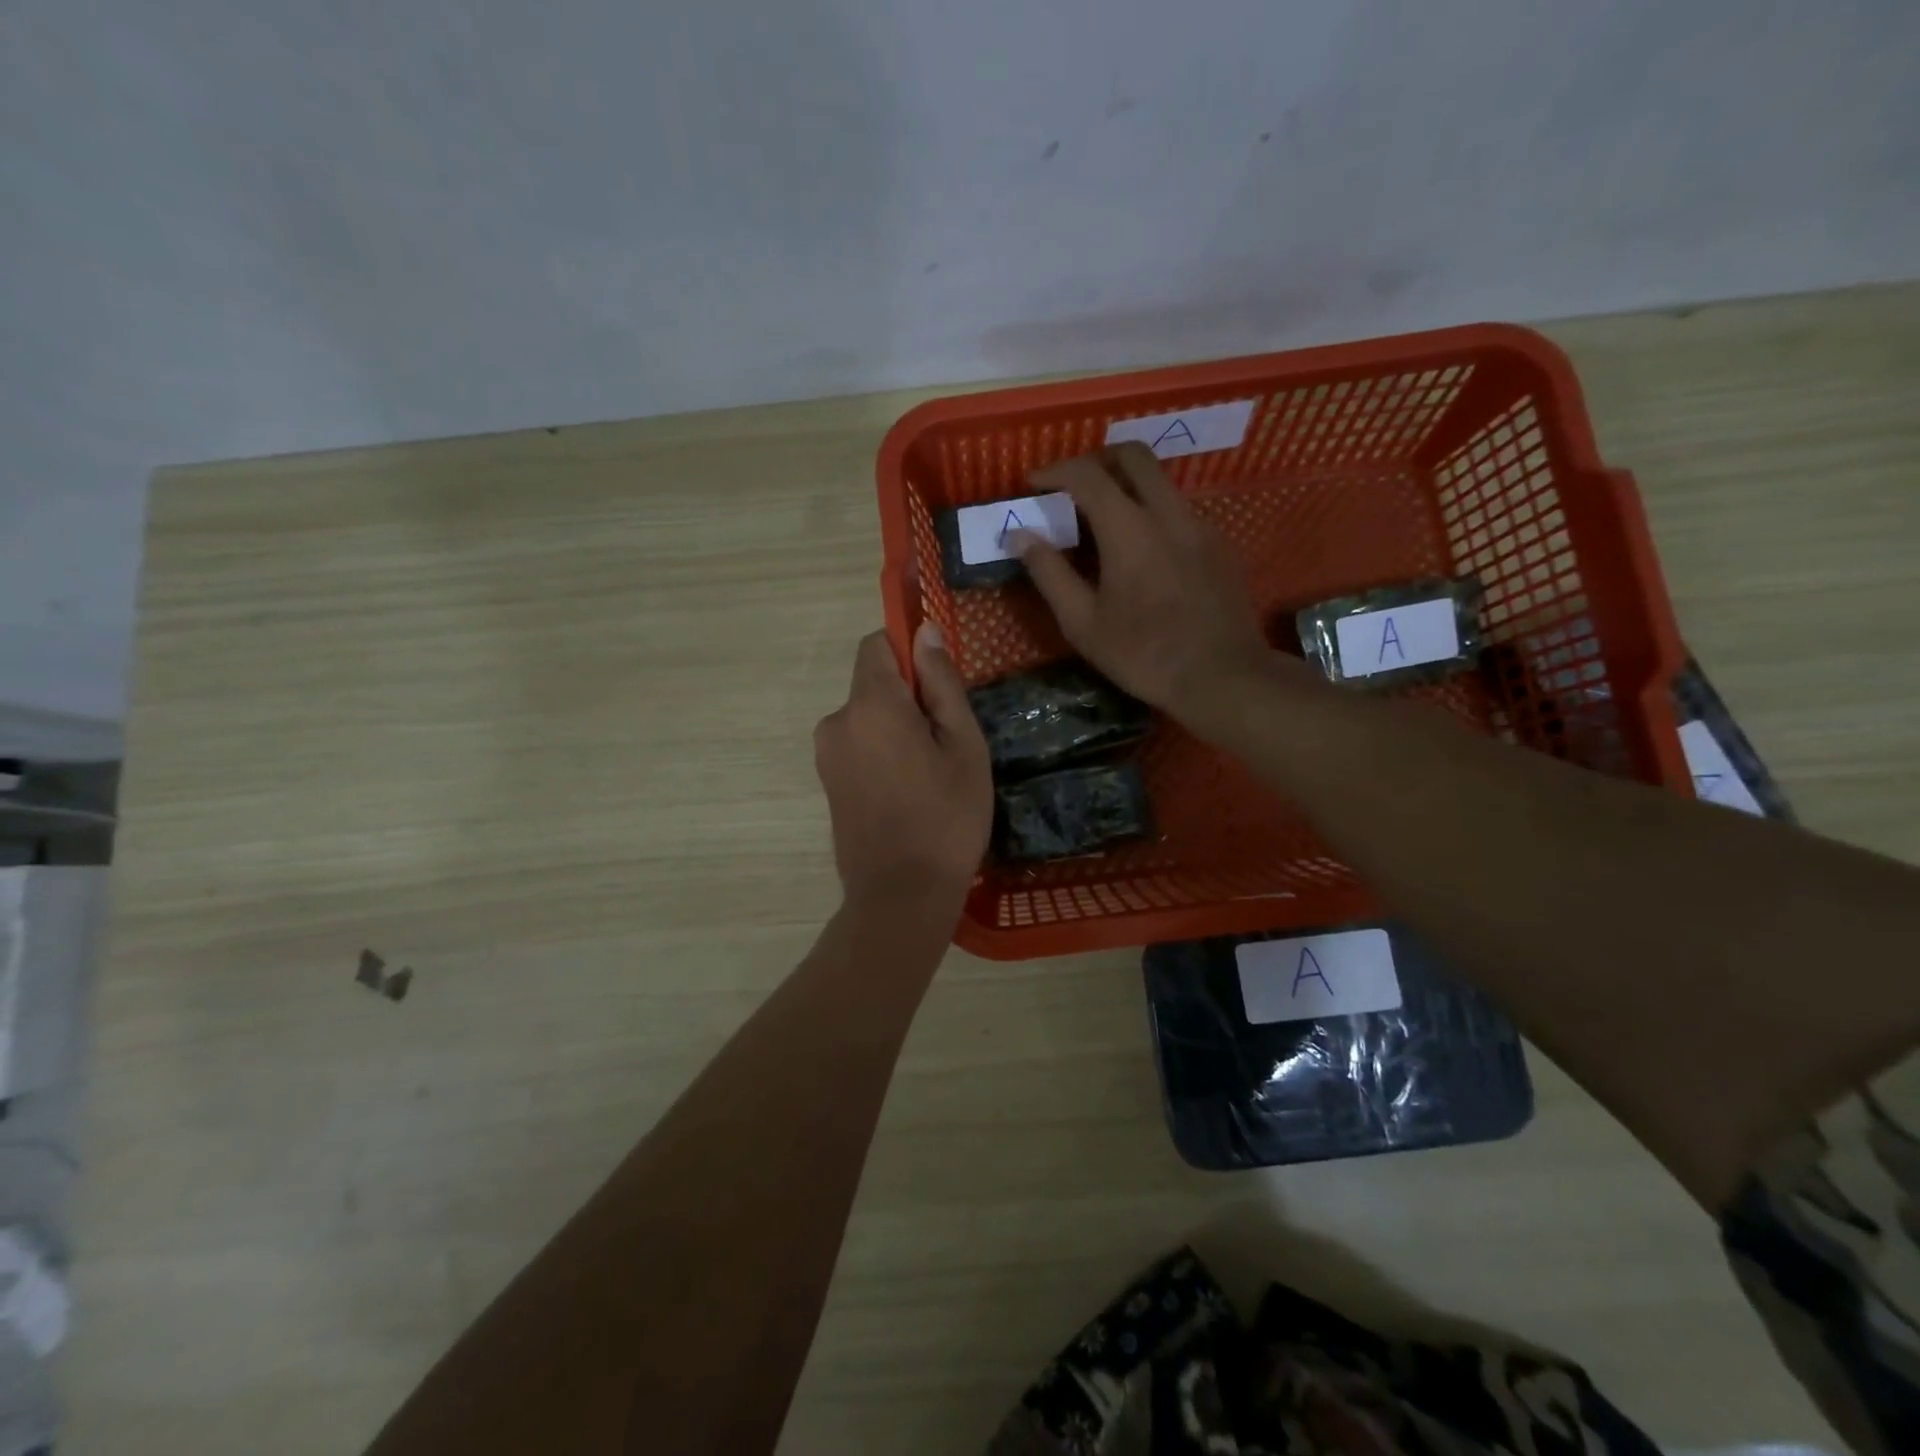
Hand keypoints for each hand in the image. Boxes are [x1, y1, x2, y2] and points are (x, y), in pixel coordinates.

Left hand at [814, 626, 992, 910]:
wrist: (901, 896)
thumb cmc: (946, 817)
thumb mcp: (963, 745)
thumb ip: (941, 682)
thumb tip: (924, 630)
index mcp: (870, 704)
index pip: (876, 644)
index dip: (908, 650)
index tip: (938, 683)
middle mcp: (837, 721)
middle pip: (872, 683)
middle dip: (907, 697)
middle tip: (946, 741)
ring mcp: (826, 754)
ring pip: (866, 717)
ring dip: (895, 728)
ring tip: (929, 773)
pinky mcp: (827, 782)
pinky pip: (857, 745)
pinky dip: (881, 752)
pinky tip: (907, 791)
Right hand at [1015, 443, 1270, 720]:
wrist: (1221, 677)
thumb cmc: (1143, 654)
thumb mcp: (1082, 623)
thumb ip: (1049, 573)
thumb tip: (1020, 535)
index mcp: (1129, 529)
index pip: (1087, 475)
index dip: (1054, 471)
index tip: (1032, 484)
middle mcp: (1168, 513)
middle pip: (1133, 455)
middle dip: (1096, 460)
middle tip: (1072, 487)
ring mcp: (1199, 526)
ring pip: (1160, 481)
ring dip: (1126, 485)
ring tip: (1102, 522)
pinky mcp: (1218, 545)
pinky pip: (1179, 510)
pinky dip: (1151, 512)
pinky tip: (1141, 553)